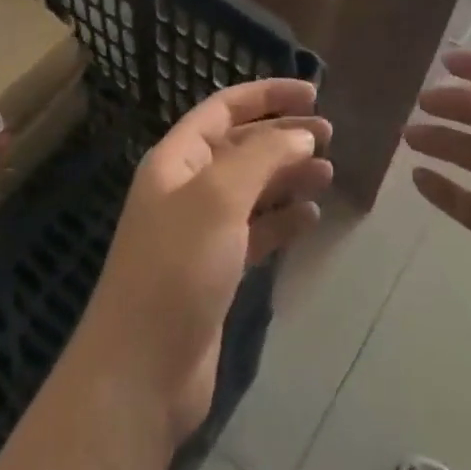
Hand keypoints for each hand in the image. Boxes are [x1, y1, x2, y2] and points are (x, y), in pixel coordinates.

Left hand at [69, 78, 333, 446]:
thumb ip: (262, 157)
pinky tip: (310, 217)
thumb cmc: (176, 269)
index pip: (224, 109)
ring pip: (252, 189)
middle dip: (283, 136)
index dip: (266, 95)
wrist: (140, 375)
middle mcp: (187, 189)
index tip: (313, 94)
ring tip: (328, 173)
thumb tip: (301, 134)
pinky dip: (283, 220)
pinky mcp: (216, 271)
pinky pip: (256, 231)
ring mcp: (200, 232)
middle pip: (241, 147)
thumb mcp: (218, 198)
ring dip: (288, 177)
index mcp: (176, 160)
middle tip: (330, 135)